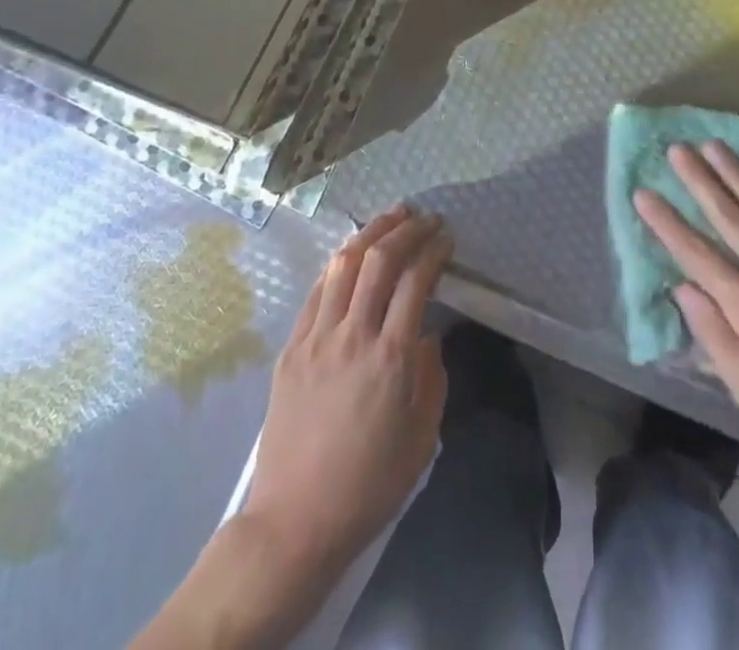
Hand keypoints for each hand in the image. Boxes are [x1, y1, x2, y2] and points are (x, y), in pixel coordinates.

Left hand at [242, 204, 452, 579]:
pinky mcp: (291, 348)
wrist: (295, 522)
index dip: (433, 250)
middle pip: (378, 260)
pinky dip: (338, 264)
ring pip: (342, 265)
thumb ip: (432, 379)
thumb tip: (427, 336)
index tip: (446, 237)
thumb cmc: (368, 486)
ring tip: (390, 216)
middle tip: (424, 217)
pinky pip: (317, 292)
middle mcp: (353, 336)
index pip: (416, 281)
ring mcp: (316, 338)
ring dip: (370, 233)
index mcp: (391, 358)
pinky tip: (350, 255)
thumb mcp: (422, 440)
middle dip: (405, 229)